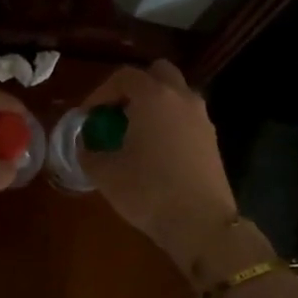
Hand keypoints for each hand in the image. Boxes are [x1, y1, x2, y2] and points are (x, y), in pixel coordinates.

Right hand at [79, 60, 240, 278]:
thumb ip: (89, 152)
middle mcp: (181, 98)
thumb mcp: (106, 174)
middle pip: (157, 73)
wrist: (201, 224)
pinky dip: (169, 122)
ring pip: (175, 94)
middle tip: (115, 113)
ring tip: (134, 133)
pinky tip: (155, 150)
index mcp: (153, 97)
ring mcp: (201, 117)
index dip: (101, 92)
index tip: (88, 116)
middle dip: (134, 88)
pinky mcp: (212, 139)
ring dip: (154, 104)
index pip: (124, 77)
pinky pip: (186, 116)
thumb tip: (85, 144)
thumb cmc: (148, 191)